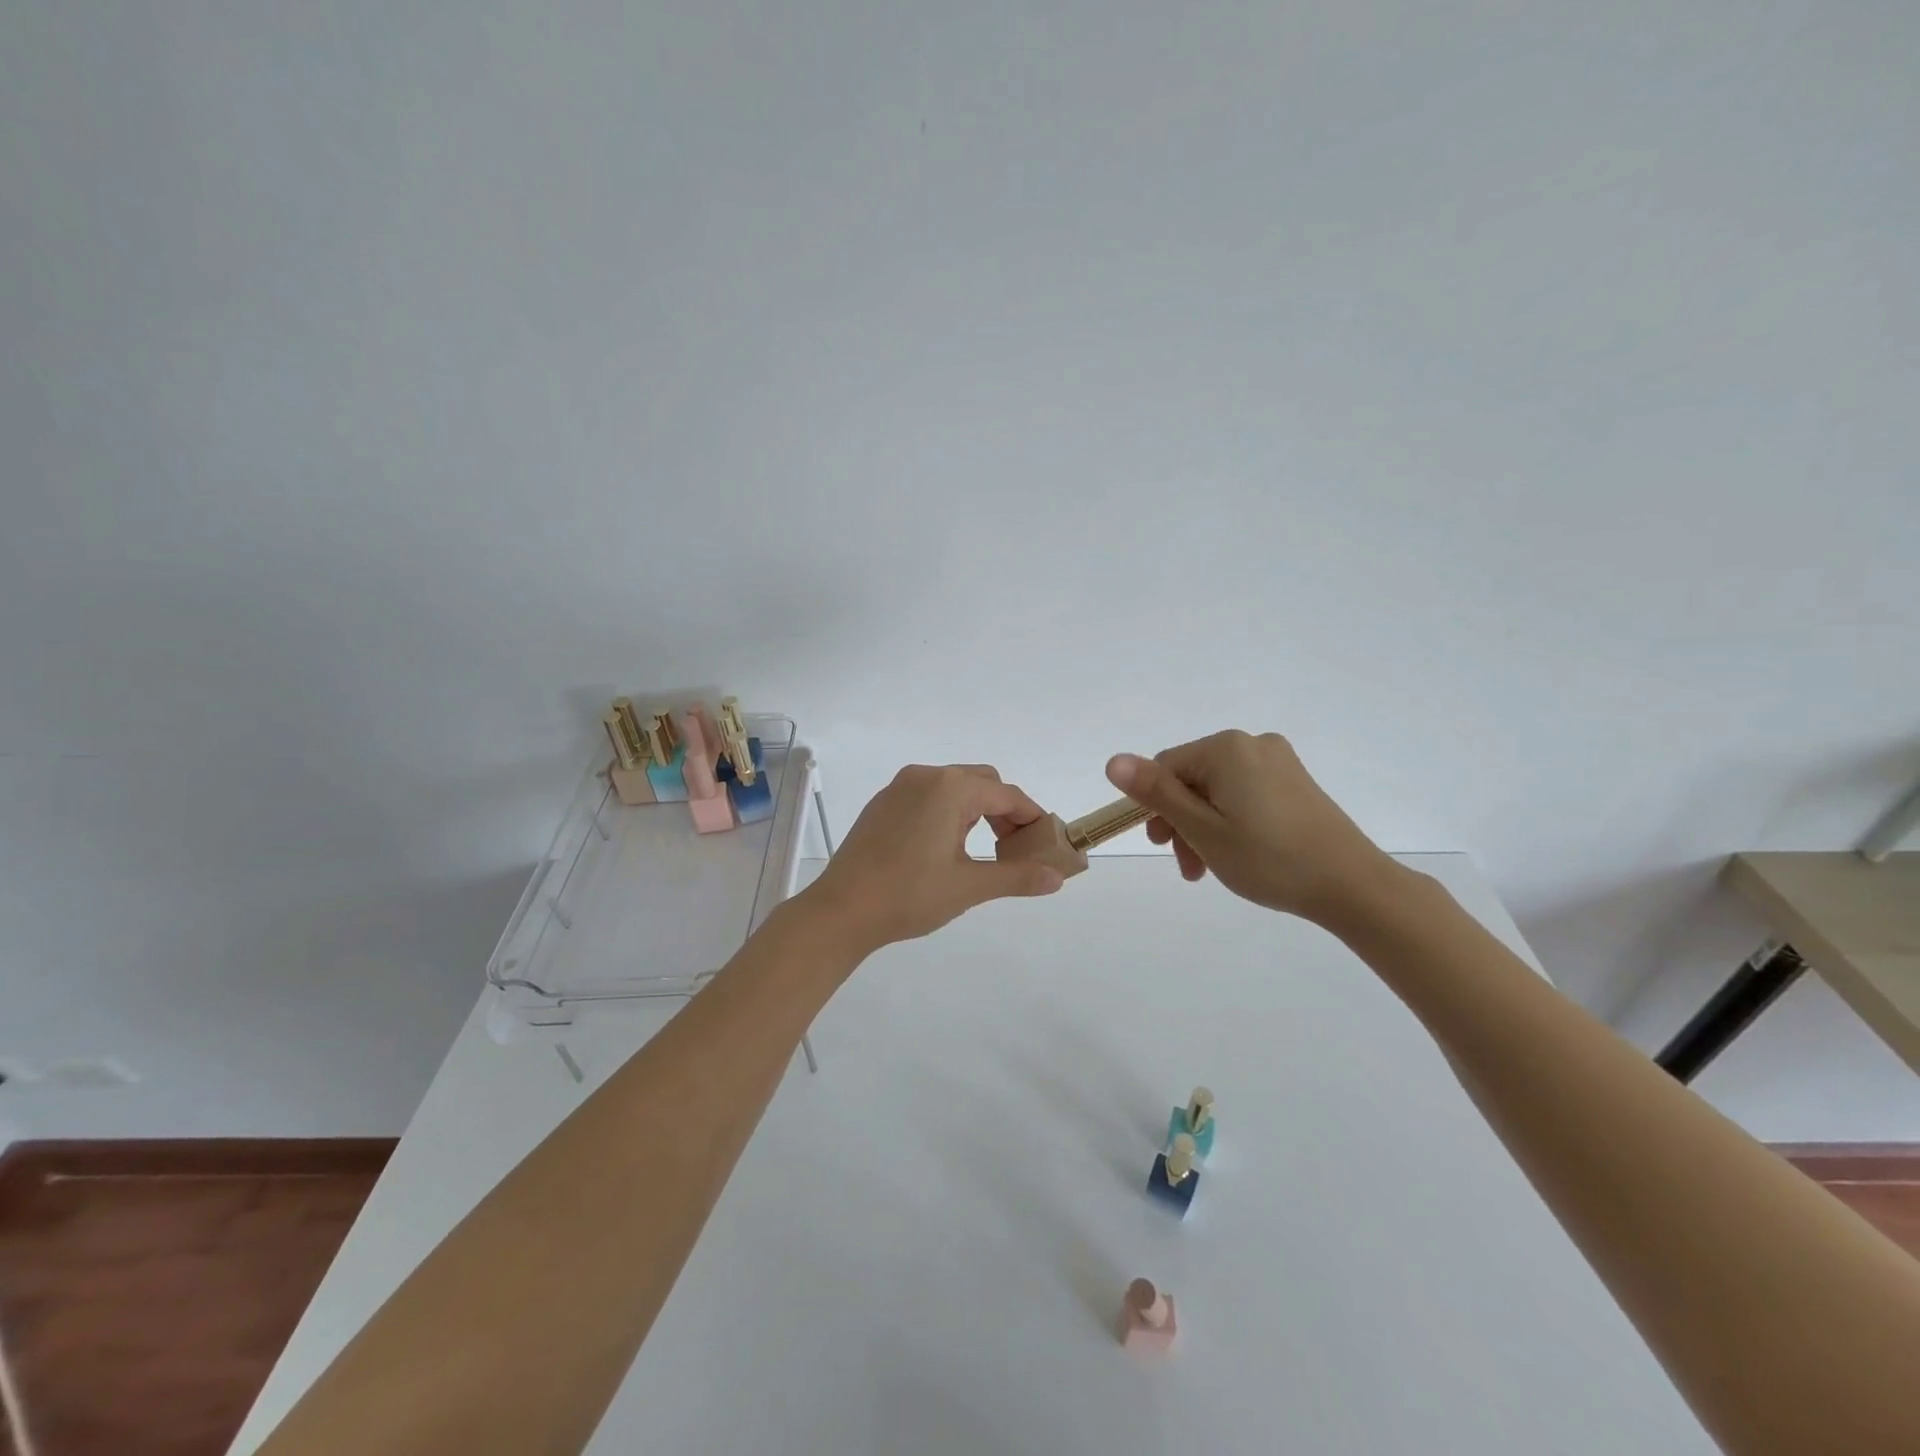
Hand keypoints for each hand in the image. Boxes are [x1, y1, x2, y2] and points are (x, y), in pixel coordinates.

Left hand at [801, 764, 1066, 953]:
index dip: (1032, 819)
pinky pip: (928, 796)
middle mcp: (926, 776)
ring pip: (954, 787)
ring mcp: (899, 787)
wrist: (841, 910)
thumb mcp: (969, 887)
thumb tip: (1058, 877)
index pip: (1007, 795)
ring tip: (982, 851)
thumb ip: (1017, 877)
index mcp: (950, 788)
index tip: (1045, 845)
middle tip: (1014, 850)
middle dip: (1005, 811)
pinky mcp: (882, 803)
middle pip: (982, 782)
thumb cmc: (909, 895)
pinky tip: (943, 848)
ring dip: (976, 811)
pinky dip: (948, 812)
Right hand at [1105, 731, 1401, 928]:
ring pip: (1217, 789)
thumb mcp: (1202, 829)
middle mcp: (1252, 744)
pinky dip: (1230, 820)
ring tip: (1208, 868)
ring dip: (1203, 826)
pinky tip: (1238, 853)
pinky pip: (1244, 793)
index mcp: (1226, 749)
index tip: (1161, 847)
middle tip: (1187, 866)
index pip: (1165, 767)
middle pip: (1191, 778)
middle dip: (1180, 820)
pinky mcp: (1295, 782)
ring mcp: (1278, 761)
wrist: (1352, 885)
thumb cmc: (1268, 858)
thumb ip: (1156, 793)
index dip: (1153, 807)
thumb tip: (1113, 760)